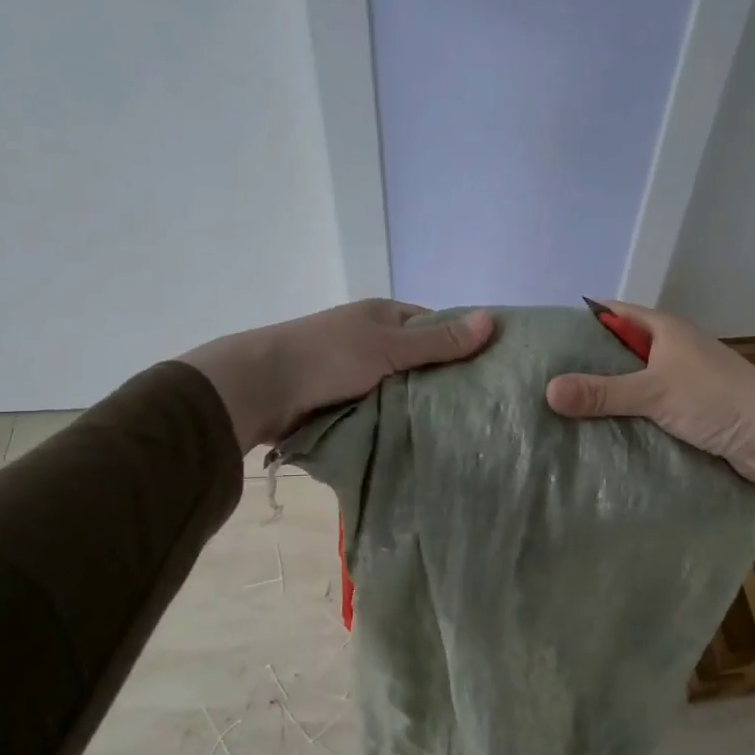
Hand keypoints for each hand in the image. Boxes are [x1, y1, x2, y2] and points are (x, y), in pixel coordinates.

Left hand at [181, 301, 492, 448]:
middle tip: (484, 407)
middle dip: (445, 381)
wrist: (262, 389)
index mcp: (384, 316)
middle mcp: (374, 341)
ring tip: (462, 428)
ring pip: (403, 389)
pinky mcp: (347, 403)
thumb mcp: (389, 345)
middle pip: (422, 360)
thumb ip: (438, 341)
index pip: (436, 326)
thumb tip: (492, 319)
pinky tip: (424, 438)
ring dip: (421, 405)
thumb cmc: (329, 356)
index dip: (462, 343)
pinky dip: (399, 421)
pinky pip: (384, 410)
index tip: (493, 369)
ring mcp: (359, 373)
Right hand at [545, 301, 754, 517]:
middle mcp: (671, 350)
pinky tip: (599, 434)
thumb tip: (548, 391)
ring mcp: (681, 382)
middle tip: (543, 380)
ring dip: (606, 395)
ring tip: (561, 410)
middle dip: (586, 364)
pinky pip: (646, 409)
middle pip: (619, 350)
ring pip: (633, 383)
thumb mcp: (654, 391)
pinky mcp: (688, 411)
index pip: (612, 313)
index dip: (580, 321)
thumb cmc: (716, 399)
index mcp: (664, 329)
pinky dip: (626, 418)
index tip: (545, 338)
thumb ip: (602, 392)